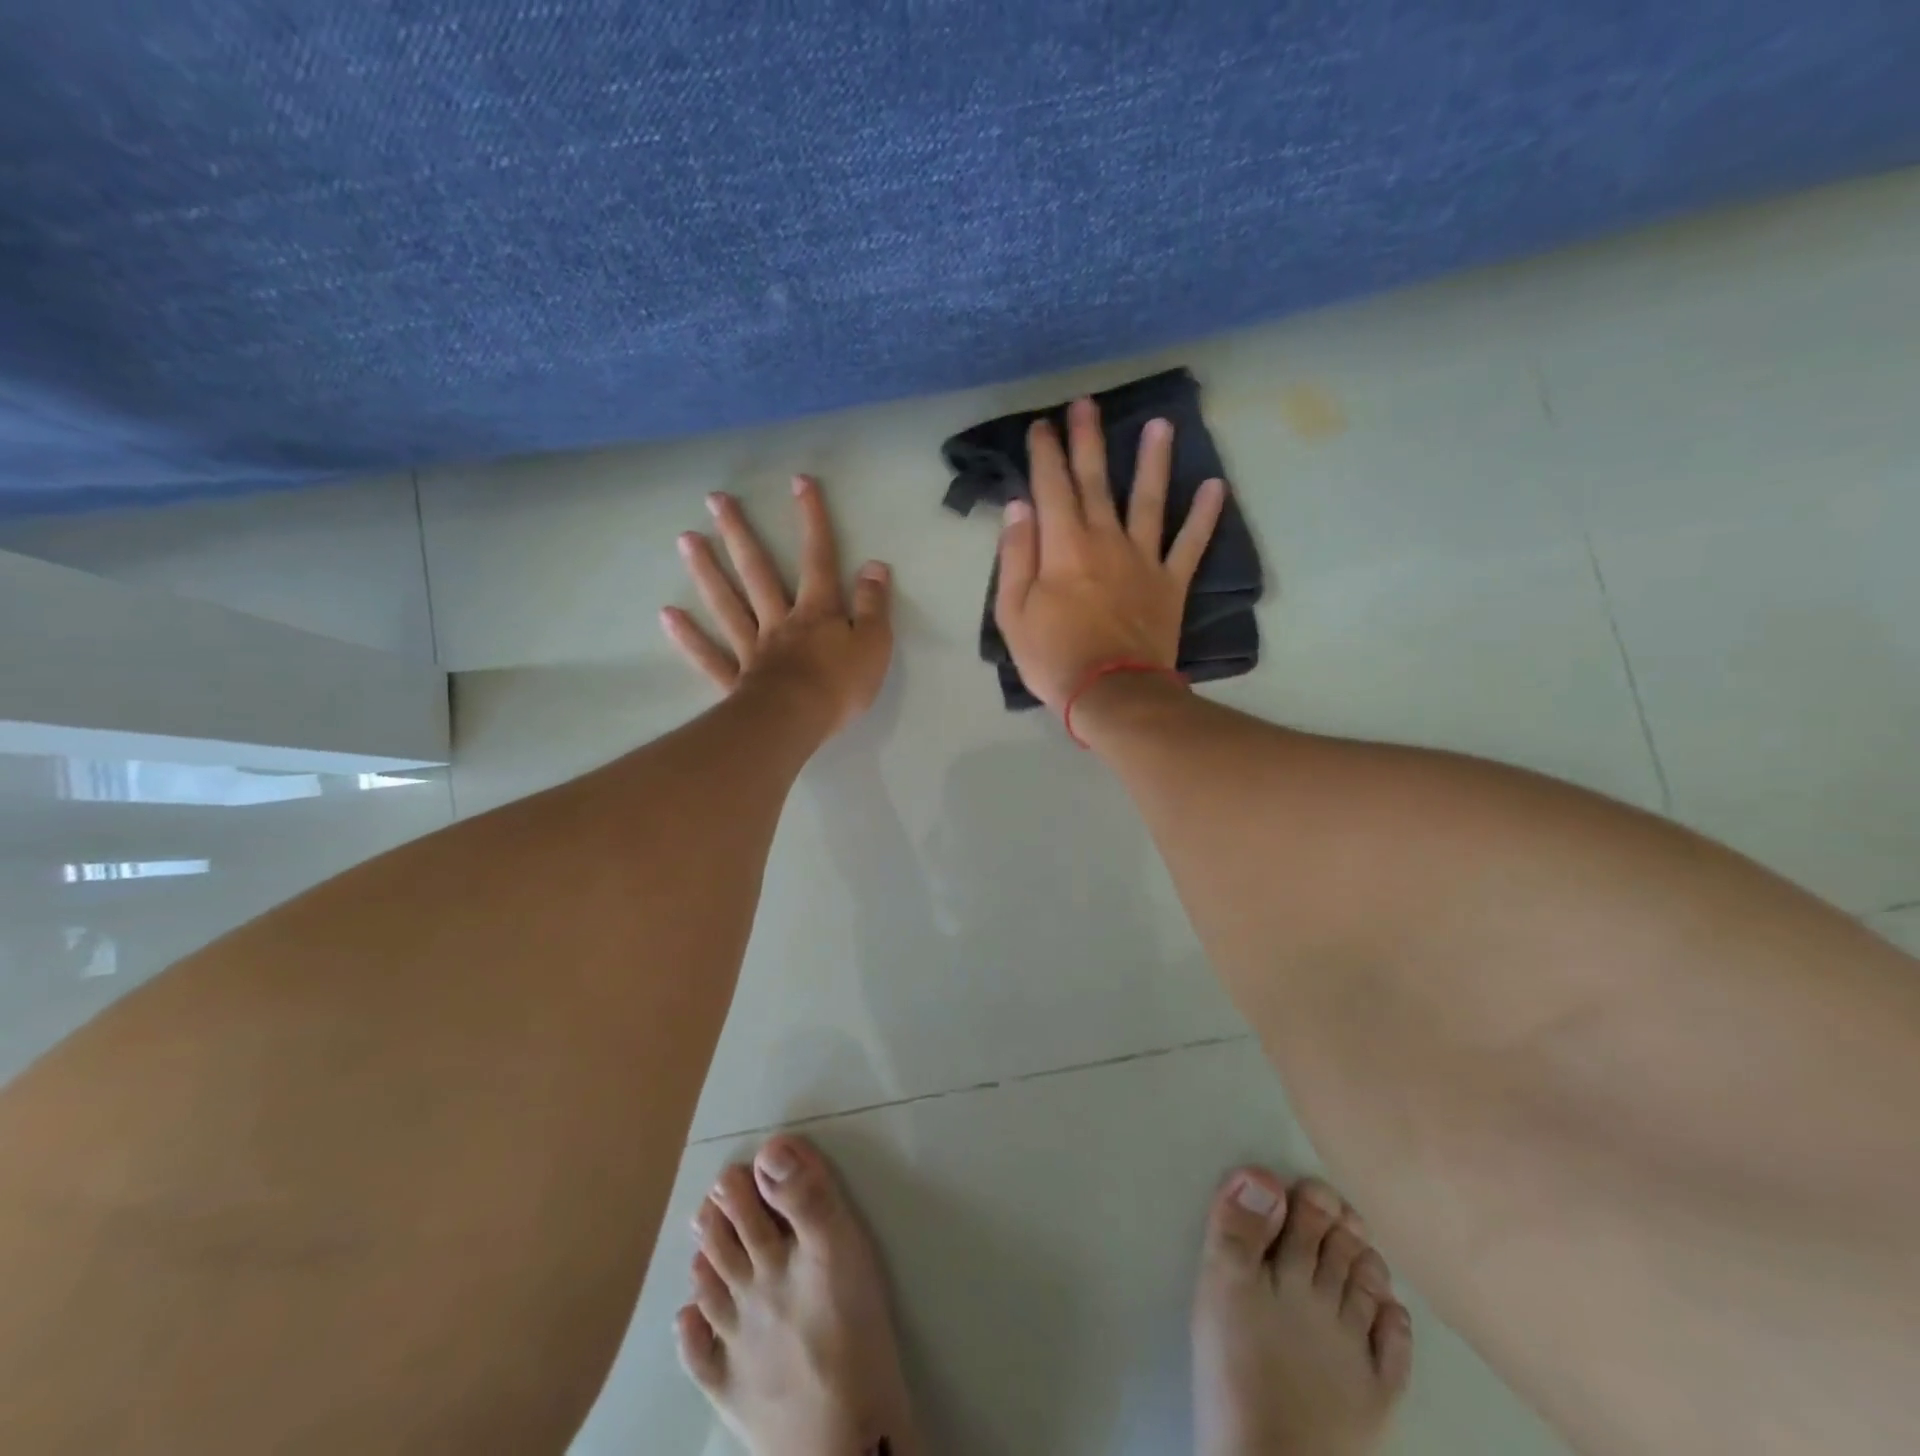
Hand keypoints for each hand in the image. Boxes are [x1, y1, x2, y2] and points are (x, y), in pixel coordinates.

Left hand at [662, 476, 893, 736]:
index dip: (812, 519)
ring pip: (728, 604)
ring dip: (708, 571)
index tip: (799, 482)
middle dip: (740, 534)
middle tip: (715, 500)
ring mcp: (753, 649)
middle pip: (758, 571)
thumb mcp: (874, 644)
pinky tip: (668, 616)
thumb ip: (873, 605)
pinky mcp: (737, 680)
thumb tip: (874, 565)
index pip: (818, 558)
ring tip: (686, 539)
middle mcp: (780, 621)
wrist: (796, 722)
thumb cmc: (840, 685)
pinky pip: (710, 656)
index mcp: (817, 612)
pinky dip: (690, 637)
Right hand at [994, 397, 1225, 713]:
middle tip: (1087, 404)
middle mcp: (1105, 540)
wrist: (1111, 693)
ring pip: (1150, 499)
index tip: (1043, 425)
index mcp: (1063, 546)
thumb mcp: (1013, 613)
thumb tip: (1019, 507)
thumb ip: (1016, 556)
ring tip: (1160, 425)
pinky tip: (1216, 486)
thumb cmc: (1054, 657)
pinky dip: (1205, 516)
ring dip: (1154, 460)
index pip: (1051, 487)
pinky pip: (1191, 543)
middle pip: (1097, 481)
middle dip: (1088, 440)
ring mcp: (1143, 559)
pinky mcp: (1171, 582)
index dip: (1046, 454)